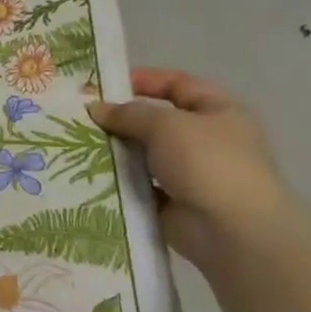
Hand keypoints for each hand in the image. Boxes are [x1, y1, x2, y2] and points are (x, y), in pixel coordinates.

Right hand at [88, 68, 294, 265]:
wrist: (232, 231)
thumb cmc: (207, 162)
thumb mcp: (165, 124)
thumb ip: (129, 113)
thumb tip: (97, 109)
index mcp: (219, 112)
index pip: (178, 85)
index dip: (144, 80)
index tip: (105, 85)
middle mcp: (208, 140)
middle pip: (157, 121)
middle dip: (122, 120)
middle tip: (81, 118)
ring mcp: (192, 175)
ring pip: (145, 156)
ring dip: (117, 153)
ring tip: (77, 146)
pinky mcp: (174, 205)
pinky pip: (140, 187)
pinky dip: (119, 184)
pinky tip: (90, 177)